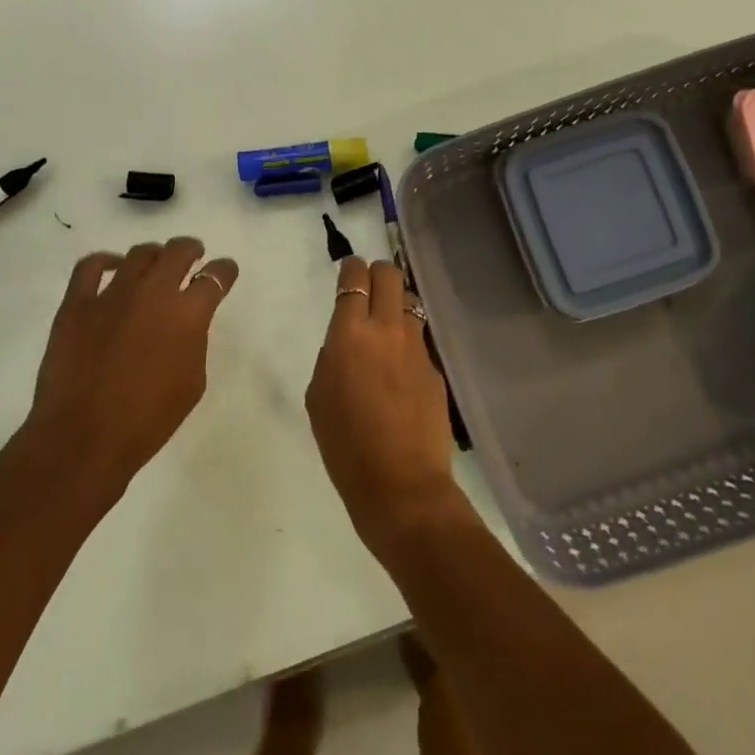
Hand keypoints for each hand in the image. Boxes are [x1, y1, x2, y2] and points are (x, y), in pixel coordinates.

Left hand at [25, 238, 238, 491]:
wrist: (84, 437)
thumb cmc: (147, 420)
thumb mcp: (192, 383)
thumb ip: (193, 343)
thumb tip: (184, 324)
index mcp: (187, 315)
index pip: (215, 278)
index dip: (224, 271)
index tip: (225, 270)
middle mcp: (153, 293)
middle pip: (177, 252)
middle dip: (190, 249)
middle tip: (193, 254)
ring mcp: (112, 294)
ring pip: (139, 254)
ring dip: (154, 256)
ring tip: (155, 263)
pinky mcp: (77, 303)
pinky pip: (91, 266)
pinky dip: (105, 260)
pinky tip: (112, 266)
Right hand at [306, 256, 460, 551]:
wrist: (401, 486)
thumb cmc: (346, 446)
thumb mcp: (318, 398)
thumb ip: (330, 359)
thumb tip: (345, 346)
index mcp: (350, 334)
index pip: (354, 279)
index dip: (350, 268)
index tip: (348, 270)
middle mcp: (387, 330)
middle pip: (390, 275)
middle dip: (377, 273)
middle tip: (368, 286)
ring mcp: (417, 348)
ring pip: (410, 303)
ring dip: (397, 303)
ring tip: (387, 323)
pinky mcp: (436, 370)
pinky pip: (420, 340)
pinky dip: (408, 340)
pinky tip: (401, 367)